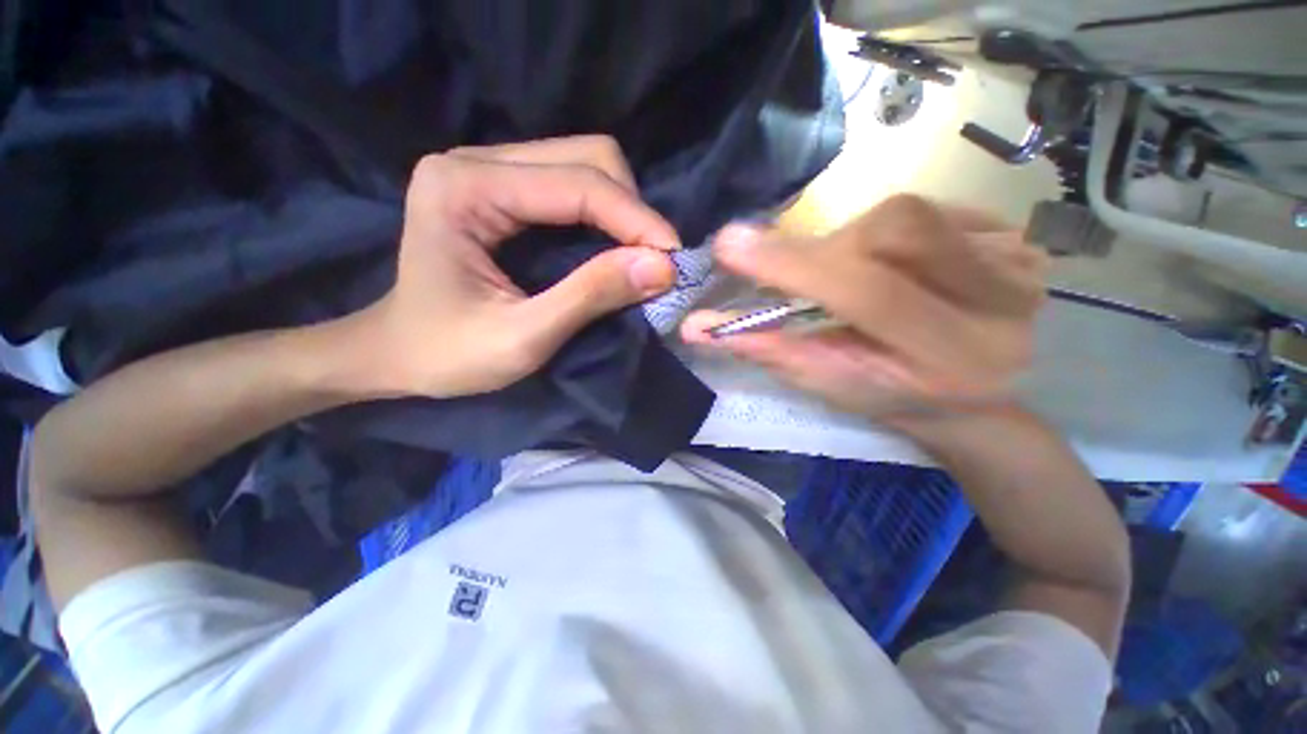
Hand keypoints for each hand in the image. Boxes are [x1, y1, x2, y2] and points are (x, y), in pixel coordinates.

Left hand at [355, 136, 679, 397]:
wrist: (397, 353)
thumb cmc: (447, 355)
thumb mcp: (523, 337)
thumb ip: (590, 296)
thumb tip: (662, 267)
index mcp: (465, 188)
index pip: (577, 183)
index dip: (635, 219)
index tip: (673, 260)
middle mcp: (475, 161)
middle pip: (587, 157)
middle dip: (632, 210)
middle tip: (655, 261)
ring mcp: (488, 170)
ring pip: (585, 165)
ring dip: (623, 210)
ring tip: (640, 256)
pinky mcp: (502, 189)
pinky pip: (573, 185)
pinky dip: (606, 216)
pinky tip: (615, 246)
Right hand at [681, 195, 1048, 430]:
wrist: (972, 399)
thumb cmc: (890, 398)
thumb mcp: (825, 383)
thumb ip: (766, 350)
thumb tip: (697, 326)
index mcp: (952, 357)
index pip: (865, 292)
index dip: (793, 264)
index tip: (730, 244)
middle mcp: (1004, 302)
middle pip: (896, 228)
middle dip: (829, 248)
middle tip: (806, 273)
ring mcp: (1021, 260)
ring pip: (908, 213)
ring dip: (855, 242)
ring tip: (851, 279)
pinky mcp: (1019, 236)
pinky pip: (931, 209)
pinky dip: (886, 235)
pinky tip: (891, 267)